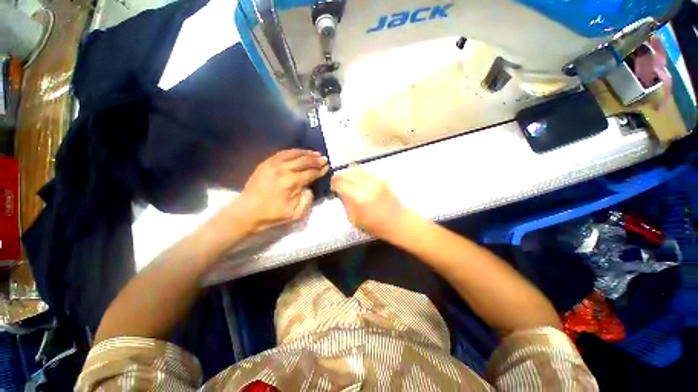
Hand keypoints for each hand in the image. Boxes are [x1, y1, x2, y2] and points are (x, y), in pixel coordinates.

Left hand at [233, 149, 328, 233]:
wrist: (247, 212)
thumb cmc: (272, 215)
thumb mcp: (296, 214)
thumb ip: (307, 200)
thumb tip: (309, 188)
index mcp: (291, 183)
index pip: (310, 173)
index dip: (320, 170)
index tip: (327, 167)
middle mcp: (283, 170)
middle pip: (304, 161)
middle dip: (316, 160)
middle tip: (324, 158)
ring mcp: (273, 164)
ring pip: (294, 154)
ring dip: (306, 153)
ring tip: (315, 153)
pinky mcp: (266, 163)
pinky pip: (282, 153)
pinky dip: (293, 151)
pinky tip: (299, 152)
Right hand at [331, 166, 405, 237]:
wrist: (397, 222)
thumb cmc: (375, 225)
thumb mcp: (355, 219)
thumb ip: (346, 204)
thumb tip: (340, 192)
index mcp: (358, 198)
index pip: (340, 183)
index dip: (333, 184)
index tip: (333, 188)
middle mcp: (366, 185)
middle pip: (347, 173)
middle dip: (339, 177)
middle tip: (337, 183)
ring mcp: (375, 180)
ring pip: (356, 169)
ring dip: (348, 174)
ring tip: (346, 180)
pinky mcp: (381, 179)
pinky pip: (365, 172)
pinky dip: (358, 174)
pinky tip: (358, 181)